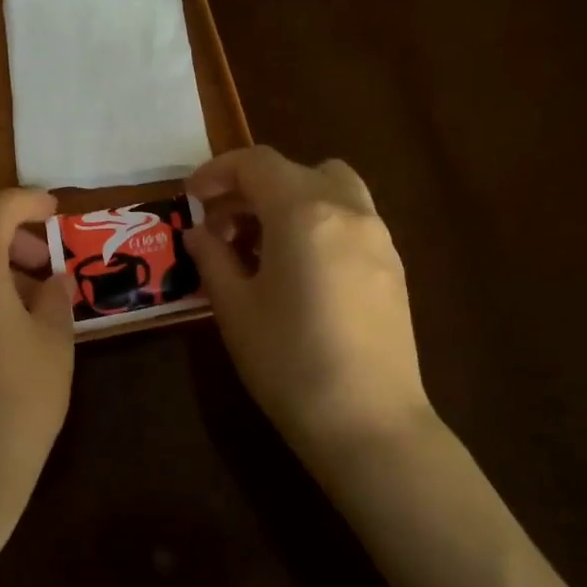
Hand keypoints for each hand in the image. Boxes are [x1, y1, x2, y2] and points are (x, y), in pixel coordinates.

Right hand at [186, 147, 435, 481]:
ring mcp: (379, 237)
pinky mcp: (394, 266)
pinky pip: (352, 220)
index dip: (217, 172)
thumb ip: (213, 259)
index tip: (192, 198)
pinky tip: (299, 269)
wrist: (368, 422)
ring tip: (262, 245)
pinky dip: (319, 222)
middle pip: (296, 171)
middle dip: (253, 188)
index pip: (256, 164)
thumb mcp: (235, 309)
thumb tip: (199, 233)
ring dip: (291, 200)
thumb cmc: (289, 362)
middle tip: (222, 227)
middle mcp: (348, 211)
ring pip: (332, 189)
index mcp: (304, 213)